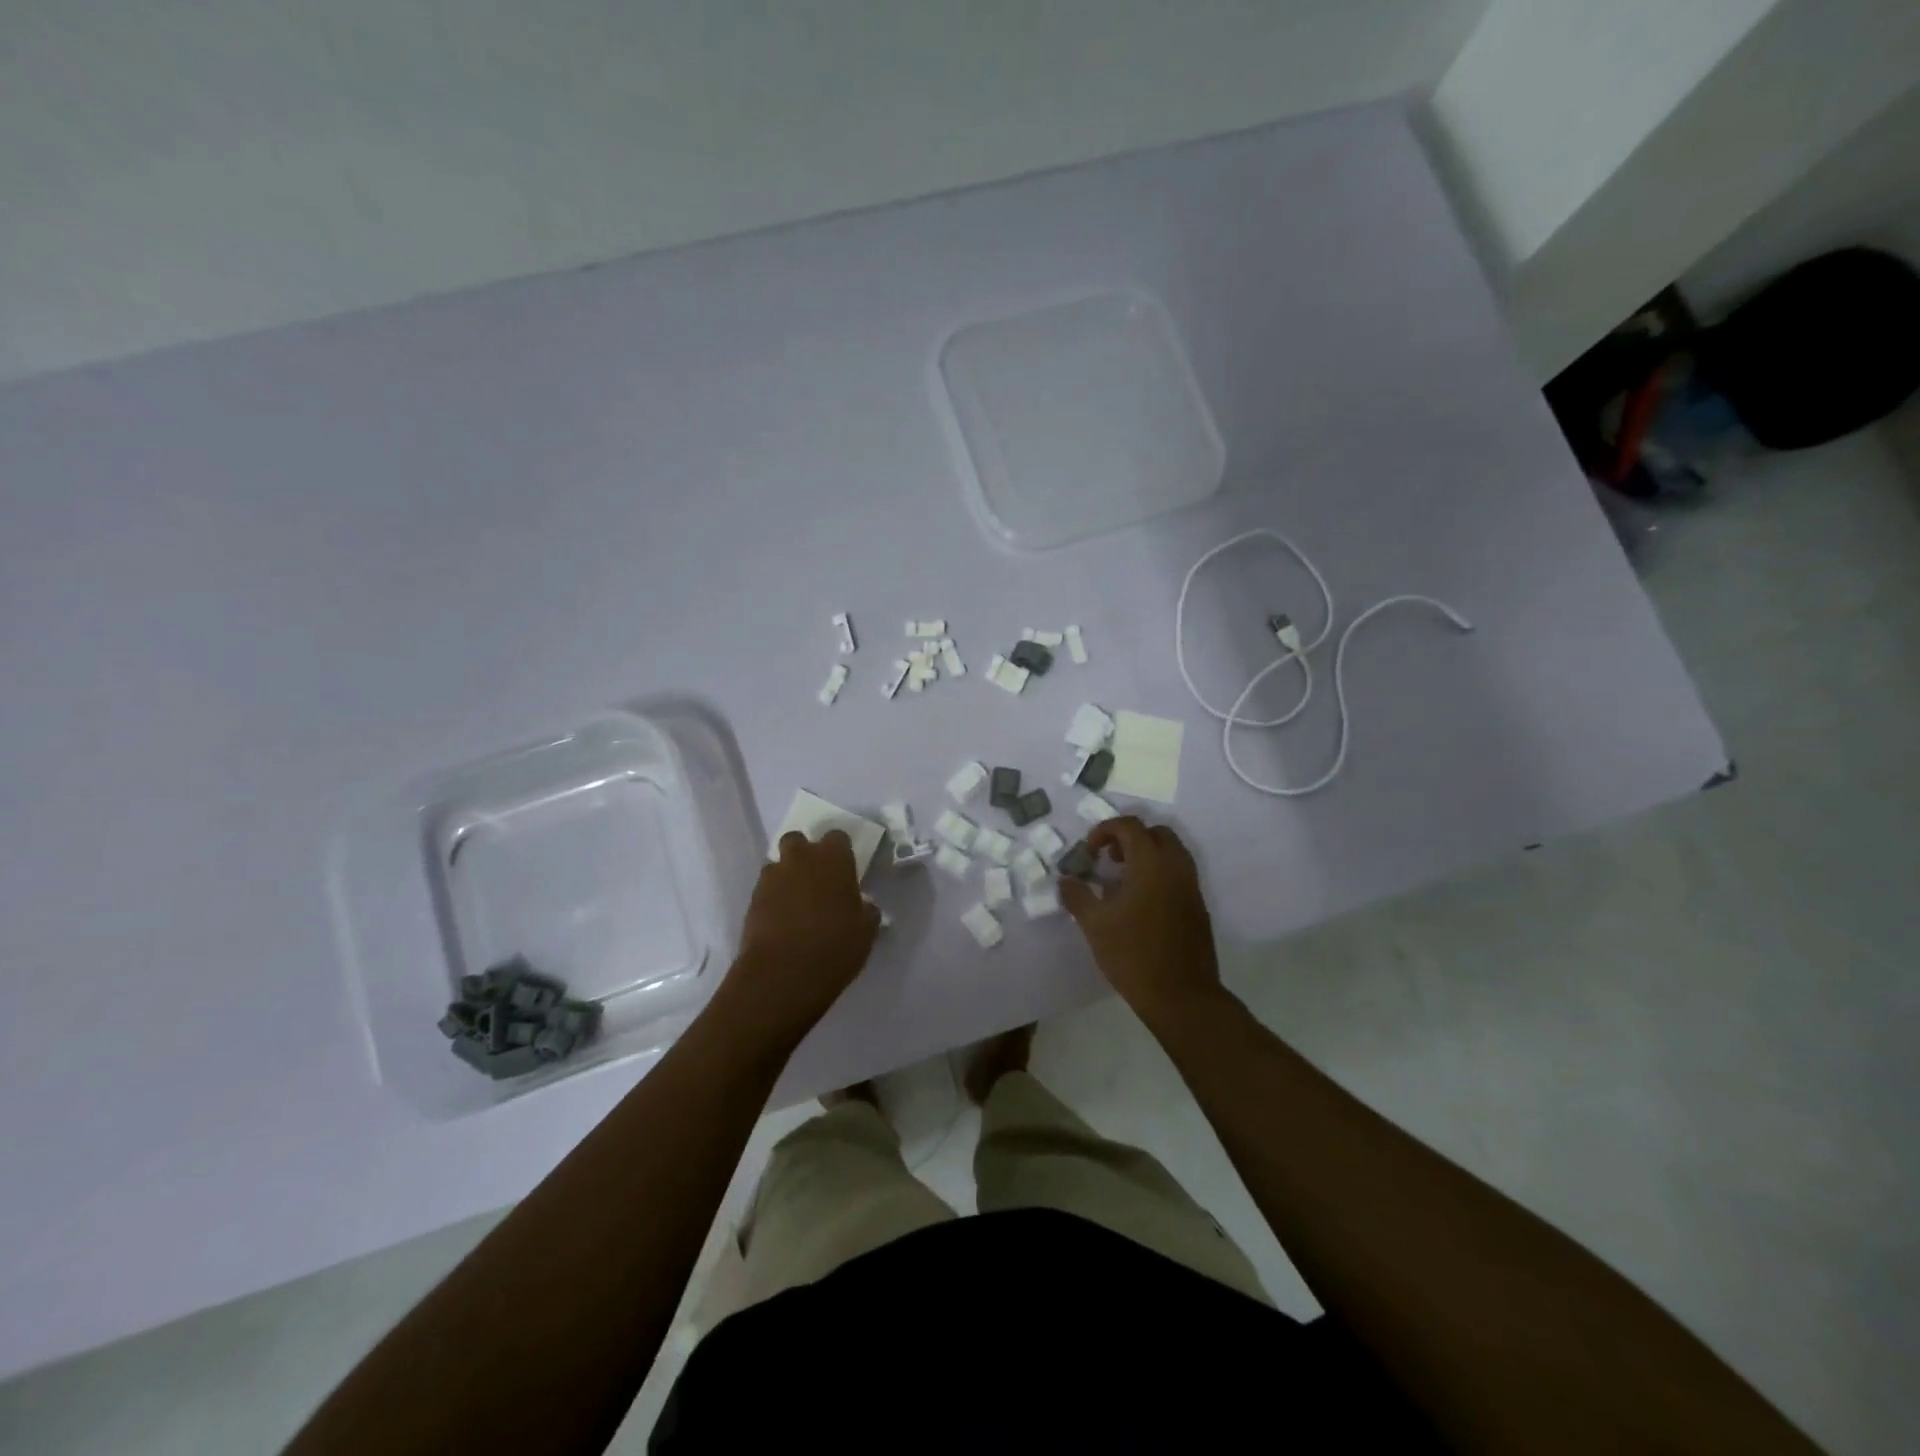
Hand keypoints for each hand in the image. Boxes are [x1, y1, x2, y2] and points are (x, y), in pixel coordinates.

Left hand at [718, 830, 880, 1050]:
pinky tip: (781, 921)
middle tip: (816, 880)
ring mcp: (772, 877)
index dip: (840, 851)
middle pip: (798, 840)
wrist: (783, 973)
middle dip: (805, 854)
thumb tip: (864, 905)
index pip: (837, 837)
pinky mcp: (752, 899)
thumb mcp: (866, 930)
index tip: (844, 870)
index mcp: (833, 858)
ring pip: (778, 864)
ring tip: (796, 903)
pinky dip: (773, 899)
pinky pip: (765, 889)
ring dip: (786, 876)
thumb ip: (866, 910)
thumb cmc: (834, 946)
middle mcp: (800, 858)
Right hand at [1059, 816, 1221, 1021]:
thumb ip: (1077, 896)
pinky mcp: (1198, 907)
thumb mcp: (1095, 925)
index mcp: (1151, 863)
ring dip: (1146, 855)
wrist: (1182, 996)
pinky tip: (1140, 903)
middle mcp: (1176, 867)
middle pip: (1155, 833)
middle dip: (1129, 838)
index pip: (1129, 826)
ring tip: (1123, 880)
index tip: (1089, 852)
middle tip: (1109, 859)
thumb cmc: (1134, 955)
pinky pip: (1178, 874)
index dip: (1105, 830)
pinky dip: (1159, 873)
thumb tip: (1066, 880)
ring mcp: (1191, 887)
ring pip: (1171, 852)